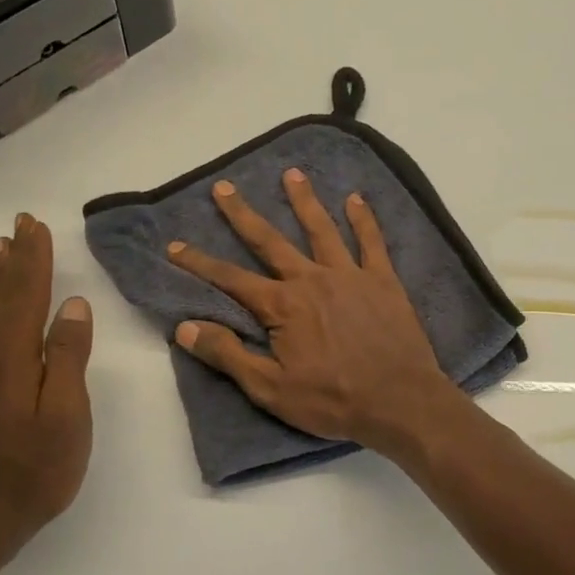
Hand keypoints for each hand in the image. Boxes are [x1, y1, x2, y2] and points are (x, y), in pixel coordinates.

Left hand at [0, 213, 93, 574]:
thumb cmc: (32, 473)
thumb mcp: (65, 416)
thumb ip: (68, 358)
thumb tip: (73, 306)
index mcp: (8, 358)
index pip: (24, 295)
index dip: (34, 259)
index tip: (35, 225)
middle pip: (3, 299)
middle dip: (16, 260)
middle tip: (20, 224)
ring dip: (6, 280)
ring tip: (8, 251)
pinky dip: (0, 308)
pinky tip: (3, 310)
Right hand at [167, 170, 462, 450]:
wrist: (399, 400)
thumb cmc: (332, 400)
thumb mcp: (270, 388)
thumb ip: (228, 355)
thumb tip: (184, 327)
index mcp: (282, 306)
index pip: (231, 279)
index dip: (199, 263)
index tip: (175, 246)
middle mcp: (312, 279)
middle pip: (270, 241)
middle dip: (243, 214)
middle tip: (224, 187)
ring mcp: (350, 275)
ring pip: (321, 229)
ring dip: (304, 201)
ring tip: (292, 174)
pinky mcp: (383, 280)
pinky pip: (371, 242)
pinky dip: (363, 219)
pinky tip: (356, 199)